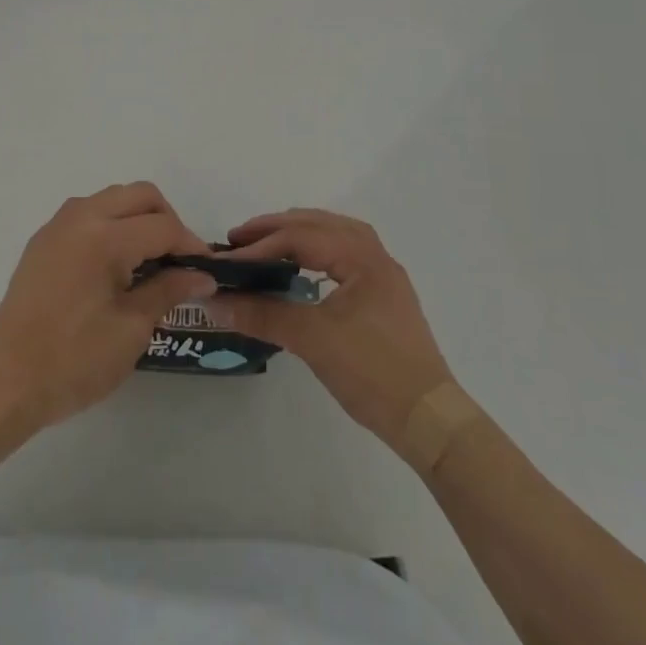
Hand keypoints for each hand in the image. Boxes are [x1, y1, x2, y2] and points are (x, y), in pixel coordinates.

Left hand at [0, 182, 215, 431]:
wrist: (5, 383)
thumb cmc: (74, 360)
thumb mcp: (131, 329)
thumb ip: (169, 290)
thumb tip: (202, 275)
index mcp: (104, 236)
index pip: (162, 226)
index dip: (191, 245)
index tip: (208, 270)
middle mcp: (80, 216)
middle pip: (139, 195)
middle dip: (167, 220)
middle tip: (179, 261)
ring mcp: (57, 226)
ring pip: (112, 198)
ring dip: (137, 218)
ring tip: (150, 262)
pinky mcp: (42, 241)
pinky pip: (87, 214)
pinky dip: (111, 225)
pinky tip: (115, 266)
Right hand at [209, 209, 458, 456]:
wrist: (429, 420)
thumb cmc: (373, 373)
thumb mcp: (313, 340)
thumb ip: (264, 315)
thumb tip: (216, 302)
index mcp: (362, 258)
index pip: (302, 236)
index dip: (260, 245)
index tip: (227, 259)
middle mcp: (375, 256)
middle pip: (319, 224)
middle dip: (276, 229)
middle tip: (238, 239)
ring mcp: (383, 276)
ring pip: (335, 234)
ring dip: (299, 233)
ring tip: (267, 242)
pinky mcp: (384, 296)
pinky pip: (345, 253)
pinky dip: (317, 248)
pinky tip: (302, 265)